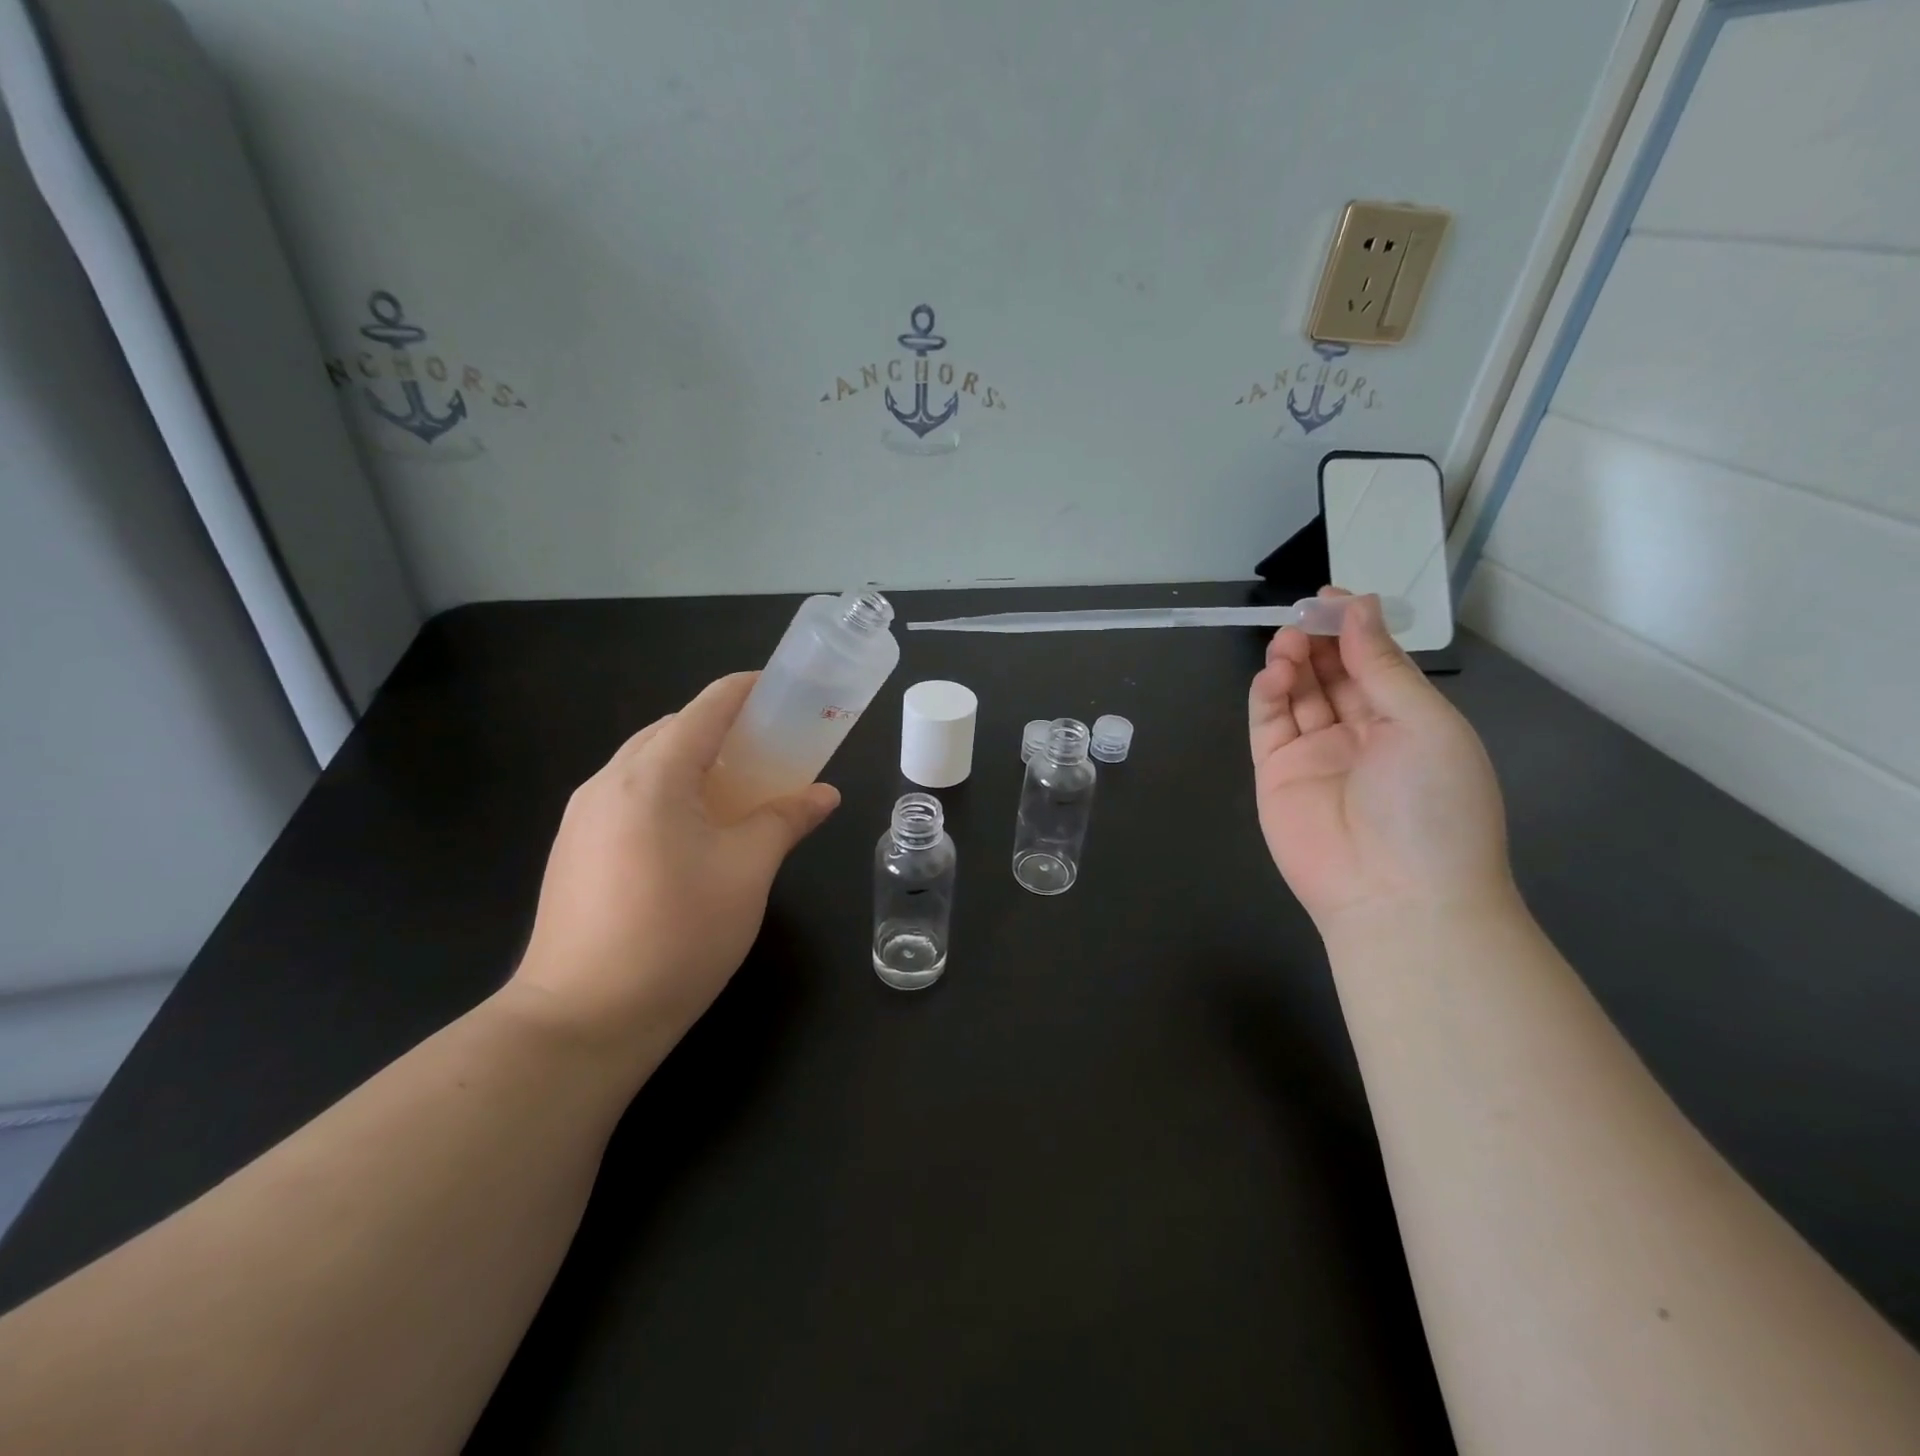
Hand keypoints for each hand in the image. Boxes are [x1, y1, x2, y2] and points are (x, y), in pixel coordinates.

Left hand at [508, 673, 839, 1070]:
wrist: (582, 1019)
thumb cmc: (678, 935)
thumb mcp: (747, 872)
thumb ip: (786, 821)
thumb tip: (824, 795)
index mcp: (652, 776)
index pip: (706, 708)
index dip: (747, 691)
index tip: (784, 694)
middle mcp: (608, 782)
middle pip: (672, 731)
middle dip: (722, 729)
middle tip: (770, 752)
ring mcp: (581, 816)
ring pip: (645, 764)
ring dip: (693, 762)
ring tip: (737, 792)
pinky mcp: (573, 848)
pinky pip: (627, 796)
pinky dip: (667, 792)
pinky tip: (693, 833)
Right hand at [1248, 590, 1512, 929]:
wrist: (1396, 896)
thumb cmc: (1432, 805)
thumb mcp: (1425, 724)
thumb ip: (1383, 666)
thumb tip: (1359, 607)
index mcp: (1407, 722)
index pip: (1374, 663)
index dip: (1354, 628)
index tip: (1332, 597)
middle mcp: (1360, 734)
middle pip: (1332, 674)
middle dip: (1319, 640)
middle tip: (1303, 617)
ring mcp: (1315, 755)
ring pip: (1297, 694)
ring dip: (1291, 662)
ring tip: (1287, 642)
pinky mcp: (1275, 773)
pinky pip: (1268, 724)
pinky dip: (1267, 694)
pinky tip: (1275, 674)